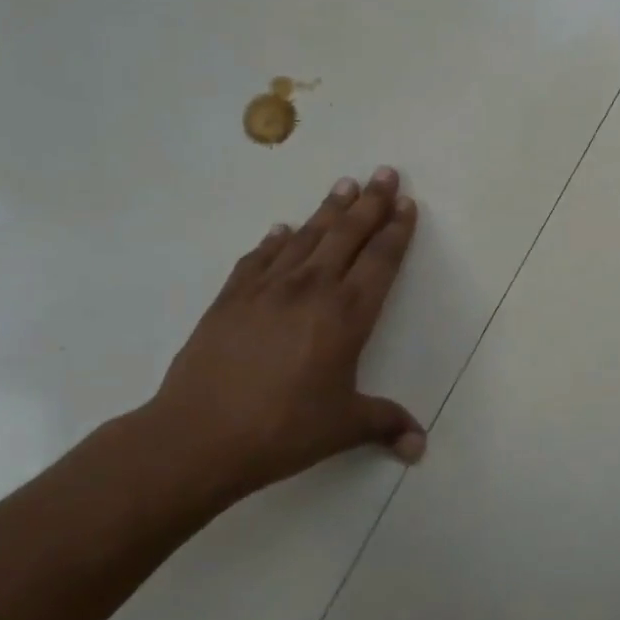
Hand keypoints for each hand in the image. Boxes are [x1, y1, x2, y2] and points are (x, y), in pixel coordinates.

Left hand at [135, 168, 425, 513]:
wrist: (200, 434)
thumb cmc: (283, 430)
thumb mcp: (343, 427)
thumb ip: (385, 424)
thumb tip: (420, 447)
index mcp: (347, 315)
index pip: (380, 261)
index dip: (397, 230)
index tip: (406, 203)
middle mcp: (312, 289)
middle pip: (348, 234)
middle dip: (370, 202)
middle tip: (385, 172)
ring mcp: (268, 288)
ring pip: (307, 236)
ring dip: (329, 209)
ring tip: (344, 185)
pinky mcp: (232, 296)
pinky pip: (260, 257)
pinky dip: (275, 240)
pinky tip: (281, 228)